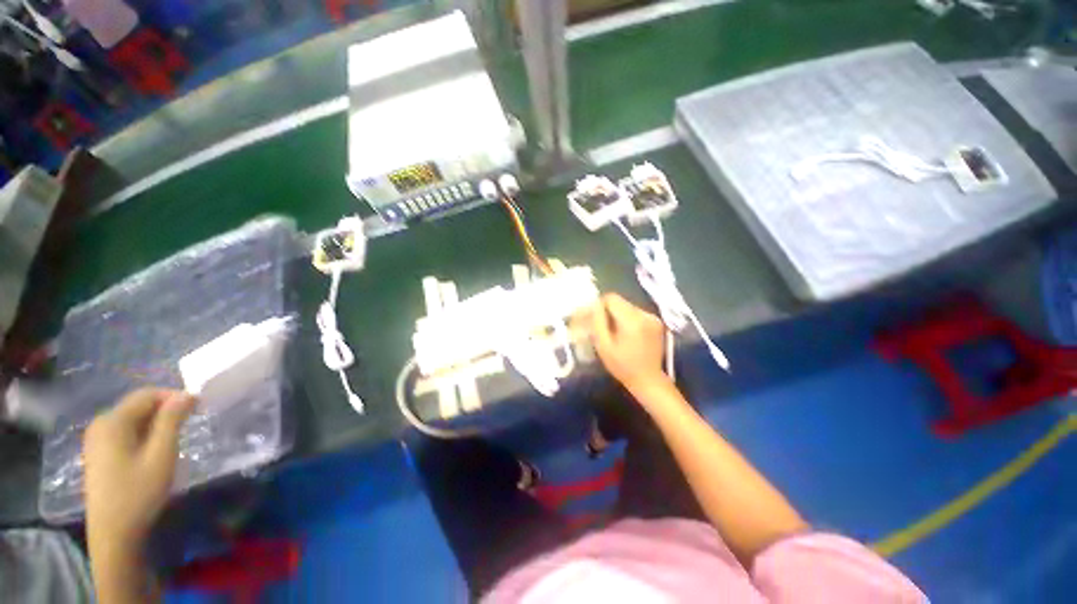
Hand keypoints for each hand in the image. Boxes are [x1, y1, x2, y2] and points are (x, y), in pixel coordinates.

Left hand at [84, 389, 195, 545]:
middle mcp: (100, 424)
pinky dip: (143, 435)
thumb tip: (187, 394)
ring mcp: (96, 440)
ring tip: (173, 440)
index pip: (147, 394)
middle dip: (165, 411)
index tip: (198, 409)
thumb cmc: (139, 492)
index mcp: (113, 421)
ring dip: (156, 424)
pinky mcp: (98, 453)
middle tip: (189, 426)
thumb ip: (172, 420)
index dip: (175, 397)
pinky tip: (153, 452)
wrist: (113, 533)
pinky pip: (125, 432)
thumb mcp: (161, 454)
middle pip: (138, 405)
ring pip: (132, 420)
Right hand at [590, 294, 670, 396]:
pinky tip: (625, 333)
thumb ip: (597, 322)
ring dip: (617, 314)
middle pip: (620, 301)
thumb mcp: (603, 346)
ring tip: (613, 331)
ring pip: (627, 306)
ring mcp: (653, 317)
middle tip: (600, 325)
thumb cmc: (622, 366)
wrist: (648, 380)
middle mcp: (644, 314)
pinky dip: (627, 318)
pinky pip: (636, 312)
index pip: (611, 298)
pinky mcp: (656, 322)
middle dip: (607, 310)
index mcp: (632, 320)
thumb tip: (594, 305)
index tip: (593, 318)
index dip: (599, 305)